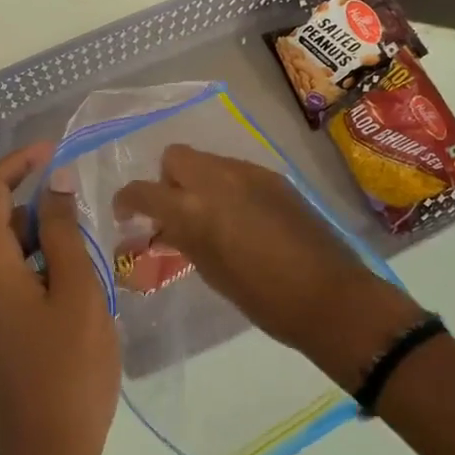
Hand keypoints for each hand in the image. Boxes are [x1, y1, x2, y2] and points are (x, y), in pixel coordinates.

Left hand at [0, 142, 119, 454]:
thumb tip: (54, 183)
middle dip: (42, 207)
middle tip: (91, 216)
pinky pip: (16, 282)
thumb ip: (63, 231)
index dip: (19, 163)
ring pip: (13, 255)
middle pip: (0, 223)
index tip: (56, 151)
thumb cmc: (69, 371)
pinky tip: (82, 291)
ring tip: (95, 260)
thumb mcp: (77, 292)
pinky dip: (45, 271)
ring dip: (49, 243)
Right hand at [113, 145, 418, 384]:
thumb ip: (183, 239)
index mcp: (193, 209)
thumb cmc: (262, 297)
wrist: (329, 295)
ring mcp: (248, 173)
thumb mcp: (210, 270)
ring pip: (207, 161)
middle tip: (174, 211)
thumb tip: (166, 227)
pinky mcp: (274, 177)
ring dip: (197, 181)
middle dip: (166, 180)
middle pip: (174, 157)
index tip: (126, 215)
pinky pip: (236, 170)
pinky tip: (241, 216)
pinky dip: (226, 185)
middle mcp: (216, 179)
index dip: (127, 200)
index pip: (142, 191)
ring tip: (210, 215)